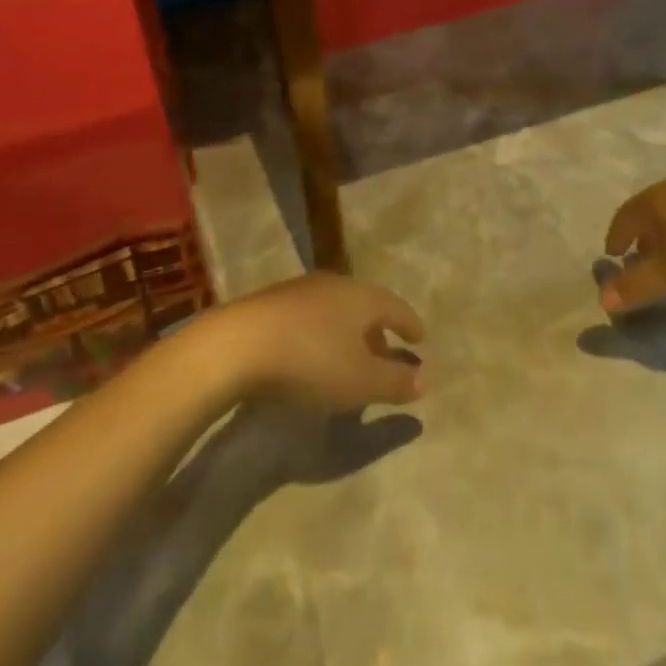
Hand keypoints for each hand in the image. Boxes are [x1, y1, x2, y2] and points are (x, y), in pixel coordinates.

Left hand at [211, 273, 426, 409]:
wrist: (240, 344)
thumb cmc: (312, 360)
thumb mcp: (361, 381)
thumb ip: (396, 381)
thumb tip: (425, 379)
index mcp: (362, 297)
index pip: (395, 307)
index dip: (410, 324)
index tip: (421, 338)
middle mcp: (335, 284)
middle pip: (365, 305)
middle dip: (379, 330)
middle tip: (388, 352)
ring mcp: (301, 290)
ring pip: (336, 309)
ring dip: (349, 332)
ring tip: (352, 357)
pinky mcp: (273, 303)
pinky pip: (311, 316)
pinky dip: (323, 334)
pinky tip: (315, 355)